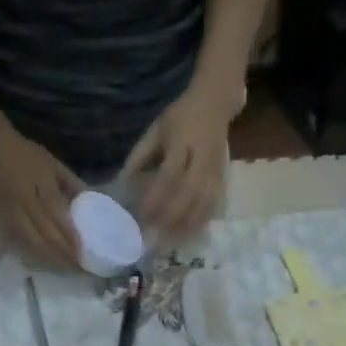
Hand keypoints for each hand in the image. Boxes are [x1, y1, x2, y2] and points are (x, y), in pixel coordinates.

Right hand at [0, 83, 82, 267]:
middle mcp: (26, 200)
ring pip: (33, 241)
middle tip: (78, 266)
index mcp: (40, 183)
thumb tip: (90, 202)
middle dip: (64, 252)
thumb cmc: (24, 153)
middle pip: (47, 233)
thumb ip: (71, 184)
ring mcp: (12, 212)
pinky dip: (34, 252)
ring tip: (65, 267)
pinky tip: (45, 260)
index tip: (83, 250)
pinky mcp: (1, 219)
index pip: (58, 214)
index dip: (71, 234)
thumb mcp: (52, 163)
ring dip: (50, 257)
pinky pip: (19, 241)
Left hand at [122, 75, 239, 240]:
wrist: (215, 103)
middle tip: (154, 234)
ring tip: (170, 242)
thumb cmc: (180, 117)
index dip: (156, 198)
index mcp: (182, 141)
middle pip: (188, 194)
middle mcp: (202, 158)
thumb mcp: (156, 130)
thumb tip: (123, 185)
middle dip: (171, 217)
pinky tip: (188, 235)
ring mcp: (215, 170)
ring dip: (186, 225)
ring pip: (203, 204)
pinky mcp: (223, 179)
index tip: (142, 215)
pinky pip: (213, 206)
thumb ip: (140, 156)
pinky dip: (200, 223)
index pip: (169, 175)